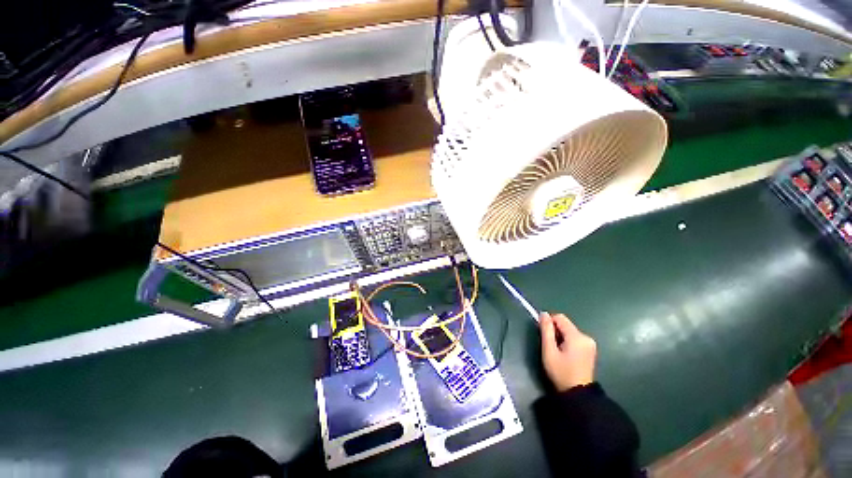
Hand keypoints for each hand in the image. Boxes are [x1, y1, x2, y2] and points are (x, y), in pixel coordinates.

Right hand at [540, 312, 596, 391]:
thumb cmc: (561, 372)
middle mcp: (586, 337)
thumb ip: (546, 330)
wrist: (578, 394)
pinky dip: (567, 341)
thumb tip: (543, 314)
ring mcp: (590, 344)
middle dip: (555, 331)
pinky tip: (565, 354)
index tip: (543, 335)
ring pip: (569, 331)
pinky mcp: (590, 349)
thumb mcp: (549, 351)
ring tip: (557, 352)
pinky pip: (575, 338)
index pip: (560, 317)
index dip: (549, 322)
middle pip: (565, 324)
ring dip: (561, 336)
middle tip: (550, 346)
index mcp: (577, 336)